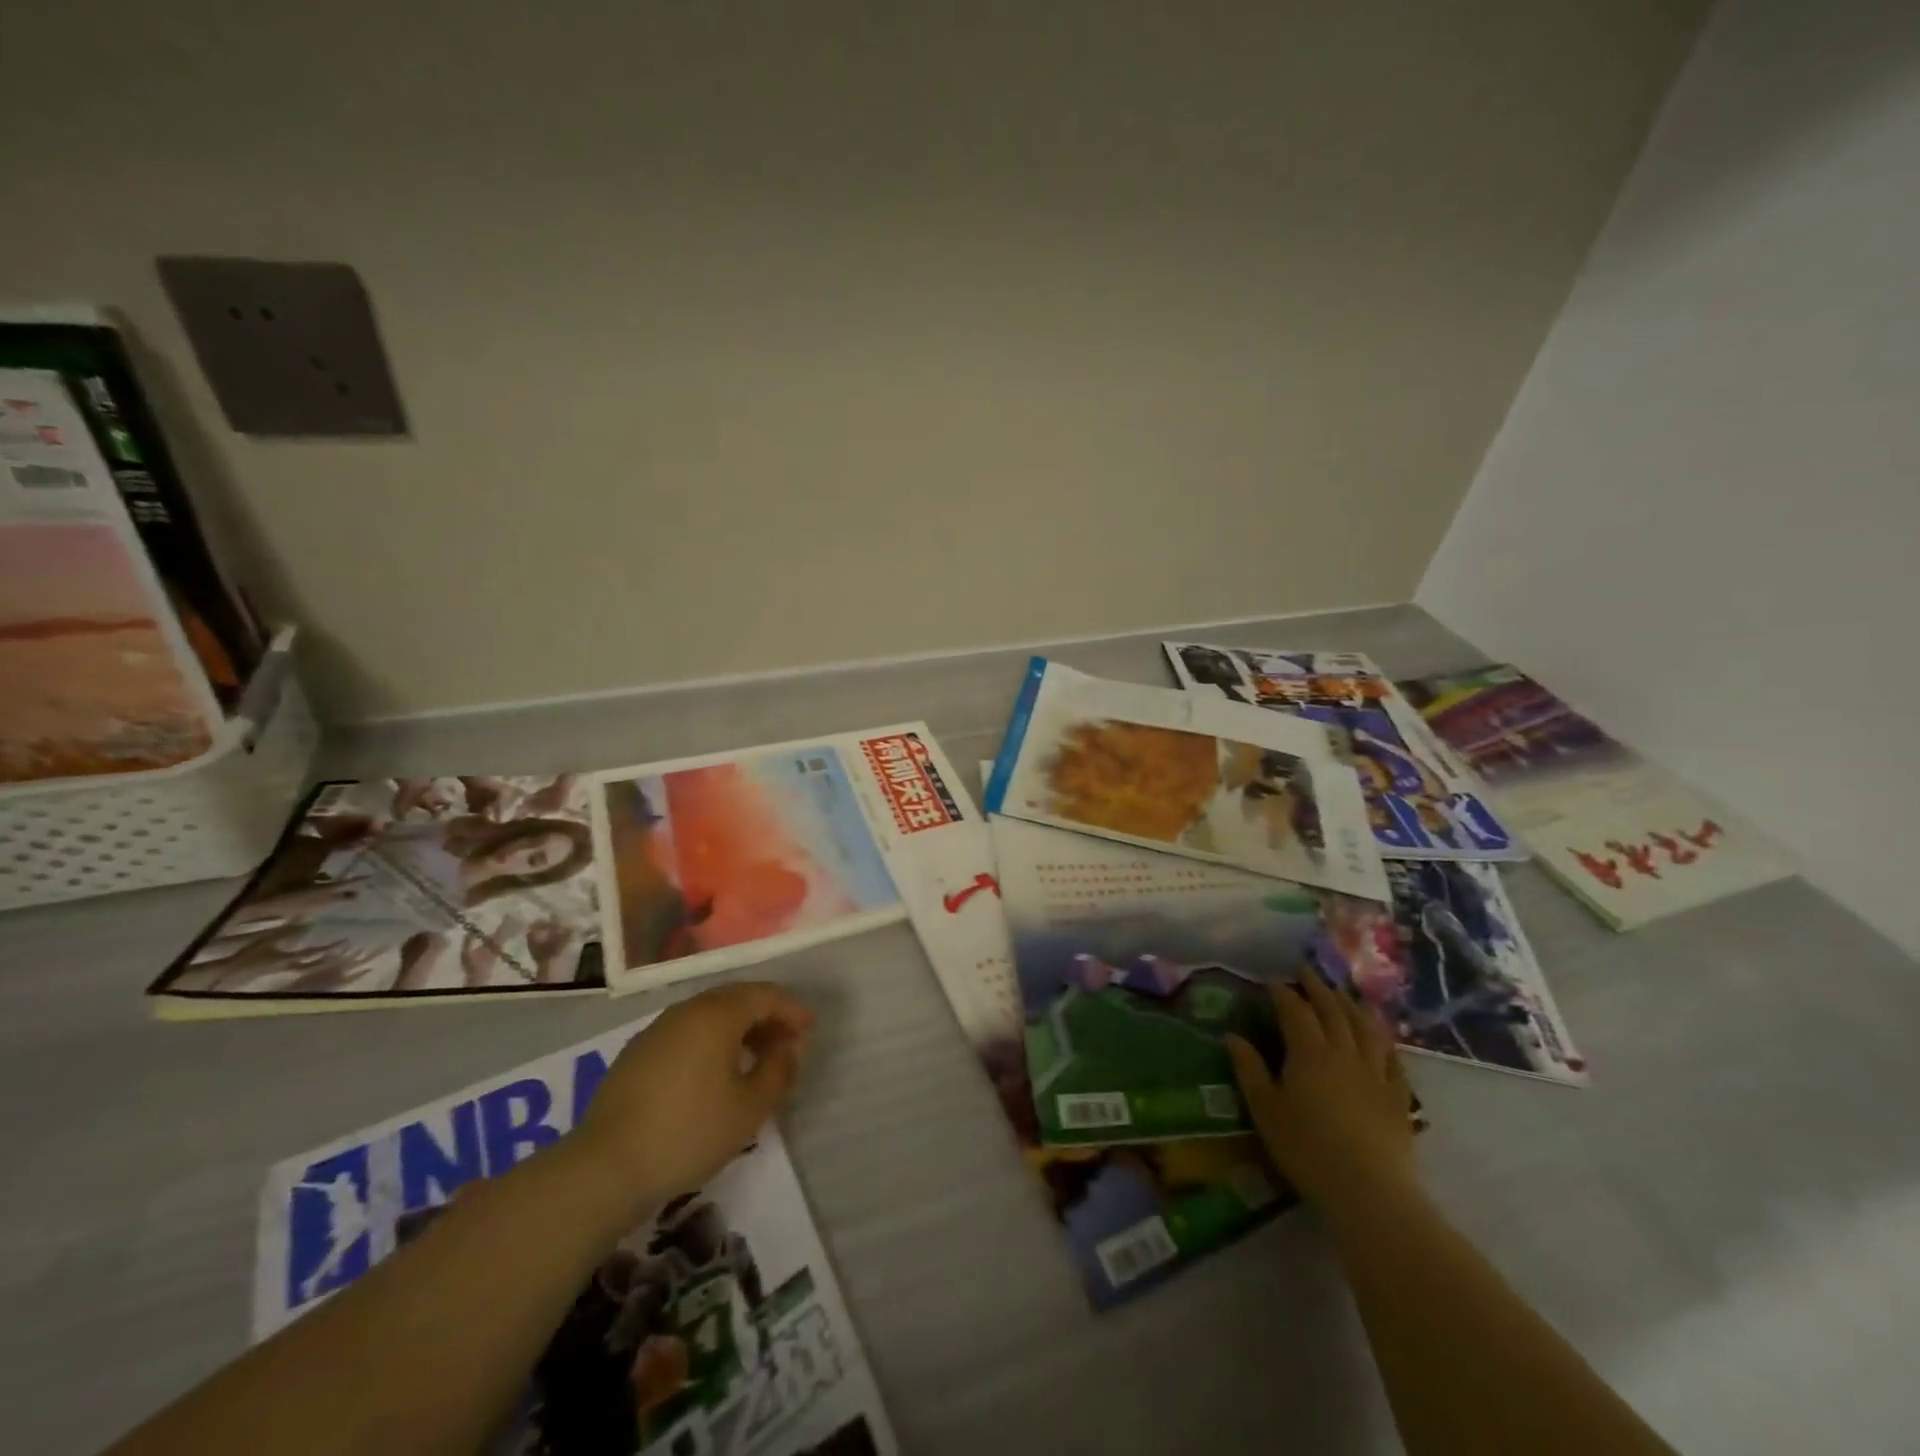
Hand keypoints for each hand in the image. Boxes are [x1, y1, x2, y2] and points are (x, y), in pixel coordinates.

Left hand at [576, 982, 814, 1210]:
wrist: (605, 1167)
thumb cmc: (689, 1132)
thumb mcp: (750, 1108)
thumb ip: (779, 1070)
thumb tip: (788, 1047)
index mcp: (717, 1014)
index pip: (765, 995)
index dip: (792, 1009)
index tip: (810, 1030)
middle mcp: (687, 1010)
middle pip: (737, 999)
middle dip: (766, 1016)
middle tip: (786, 1043)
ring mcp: (657, 1029)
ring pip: (709, 1014)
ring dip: (738, 1028)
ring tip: (754, 1058)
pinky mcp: (637, 1053)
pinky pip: (687, 1032)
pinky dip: (710, 1041)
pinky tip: (714, 1073)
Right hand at [1226, 970, 1418, 1213]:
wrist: (1370, 1192)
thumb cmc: (1307, 1149)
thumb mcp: (1265, 1110)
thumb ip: (1249, 1069)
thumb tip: (1232, 1035)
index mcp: (1308, 1053)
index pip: (1294, 1010)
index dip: (1283, 992)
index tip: (1272, 979)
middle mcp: (1343, 1053)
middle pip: (1332, 1010)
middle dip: (1317, 987)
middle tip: (1306, 971)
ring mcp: (1375, 1073)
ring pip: (1364, 1027)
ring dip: (1351, 1005)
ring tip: (1342, 994)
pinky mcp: (1398, 1096)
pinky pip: (1392, 1057)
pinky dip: (1382, 1038)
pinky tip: (1378, 1035)